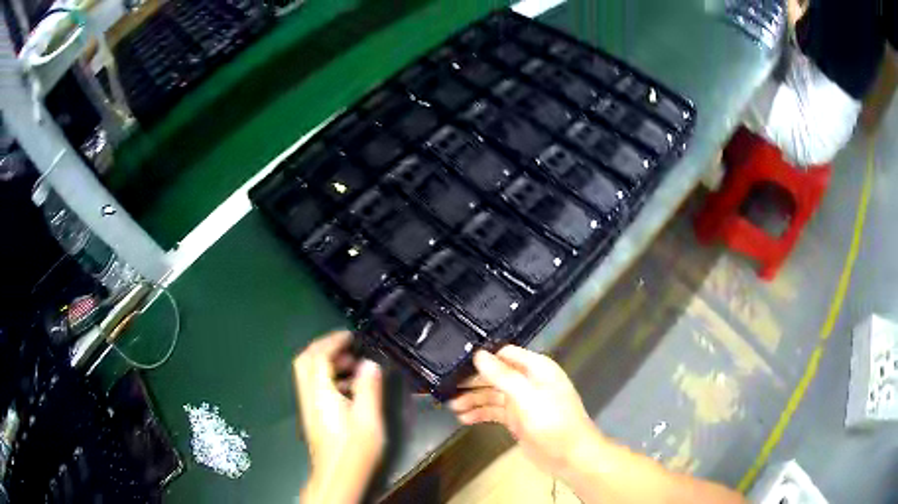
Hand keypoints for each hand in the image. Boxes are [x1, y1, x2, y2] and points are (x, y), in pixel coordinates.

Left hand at [294, 331, 383, 502]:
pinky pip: (315, 386)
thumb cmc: (354, 450)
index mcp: (320, 394)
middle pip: (305, 361)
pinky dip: (328, 377)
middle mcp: (309, 397)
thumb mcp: (368, 419)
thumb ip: (368, 389)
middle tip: (347, 345)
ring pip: (308, 374)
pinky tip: (349, 387)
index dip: (332, 341)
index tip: (349, 335)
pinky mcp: (313, 415)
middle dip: (323, 347)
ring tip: (353, 364)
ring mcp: (309, 406)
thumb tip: (369, 363)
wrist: (337, 477)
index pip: (317, 357)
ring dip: (327, 362)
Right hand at [449, 346, 597, 474]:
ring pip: (492, 395)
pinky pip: (494, 412)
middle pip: (495, 375)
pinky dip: (480, 414)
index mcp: (536, 368)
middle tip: (446, 387)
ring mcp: (522, 402)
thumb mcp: (527, 396)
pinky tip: (464, 419)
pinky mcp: (517, 420)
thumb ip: (503, 375)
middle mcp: (528, 381)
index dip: (482, 357)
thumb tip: (478, 355)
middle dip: (472, 382)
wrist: (570, 456)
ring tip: (451, 407)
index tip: (456, 361)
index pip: (504, 354)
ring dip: (473, 400)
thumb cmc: (553, 421)